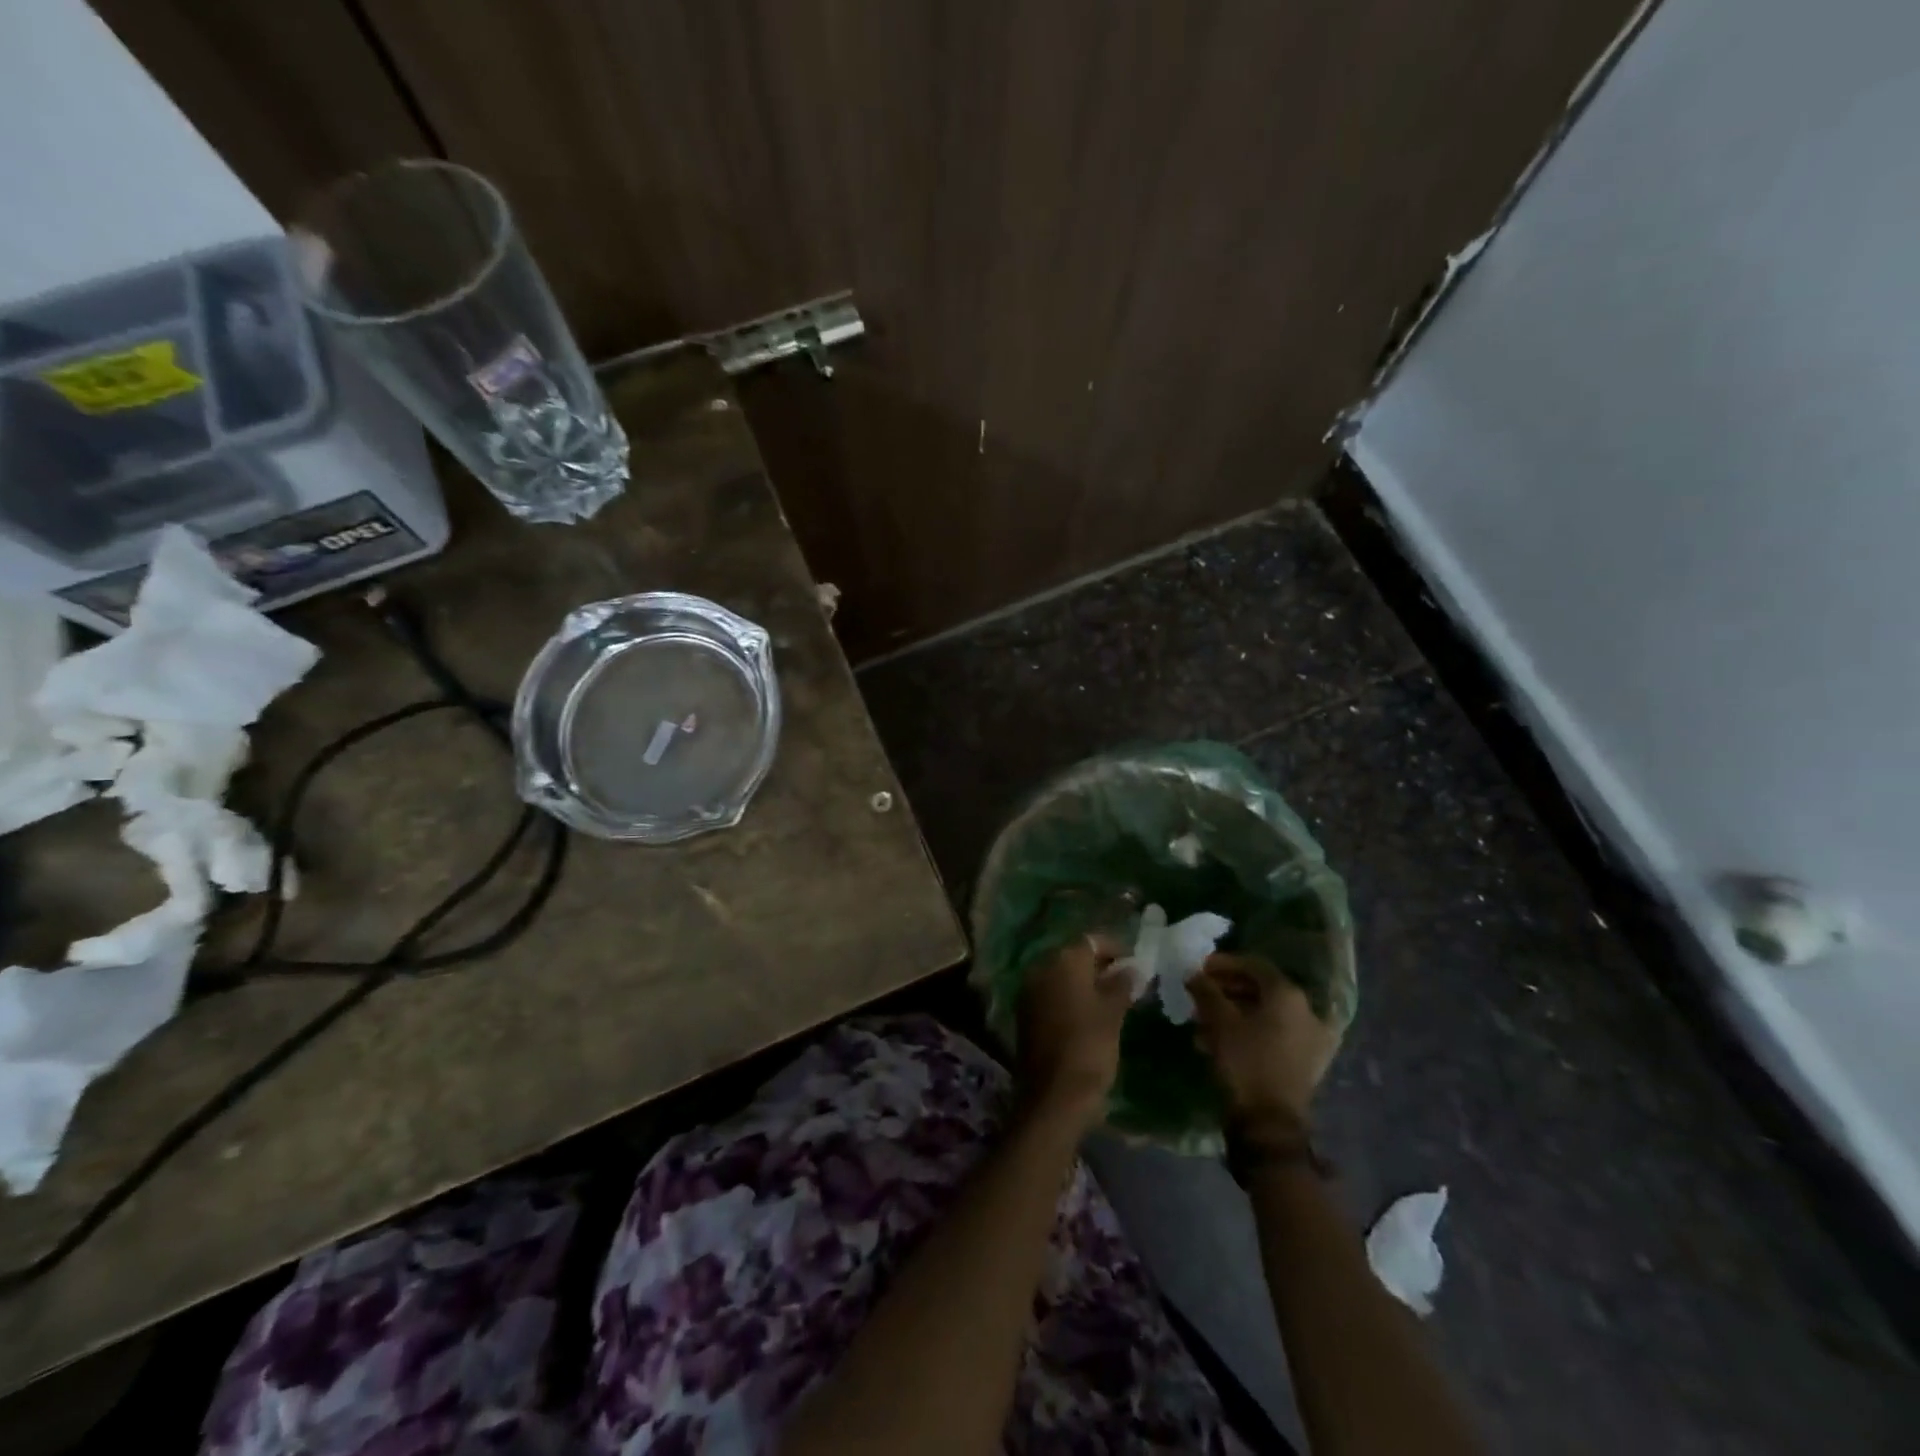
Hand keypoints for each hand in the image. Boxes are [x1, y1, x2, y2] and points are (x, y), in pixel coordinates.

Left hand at [1017, 935, 1131, 1129]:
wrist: (1054, 1096)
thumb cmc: (1089, 1047)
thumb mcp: (1113, 1013)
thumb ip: (1122, 984)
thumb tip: (1132, 968)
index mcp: (1063, 961)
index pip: (1092, 941)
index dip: (1115, 948)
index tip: (1135, 963)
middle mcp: (1041, 968)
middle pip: (1074, 956)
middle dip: (1100, 965)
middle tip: (1127, 981)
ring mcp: (1030, 991)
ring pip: (1062, 976)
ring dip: (1085, 982)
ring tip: (1113, 998)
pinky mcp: (1026, 1014)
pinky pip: (1052, 994)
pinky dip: (1070, 997)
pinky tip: (1090, 1014)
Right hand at [1187, 953, 1337, 1129]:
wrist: (1270, 1124)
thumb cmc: (1245, 1062)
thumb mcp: (1219, 1022)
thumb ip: (1206, 991)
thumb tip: (1193, 973)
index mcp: (1289, 996)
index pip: (1255, 965)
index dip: (1224, 963)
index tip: (1200, 968)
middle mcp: (1307, 1012)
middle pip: (1262, 989)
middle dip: (1227, 989)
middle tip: (1201, 993)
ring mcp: (1311, 1039)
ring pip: (1267, 1014)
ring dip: (1234, 1012)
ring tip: (1203, 1021)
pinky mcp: (1307, 1062)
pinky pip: (1274, 1034)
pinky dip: (1249, 1031)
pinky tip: (1220, 1041)